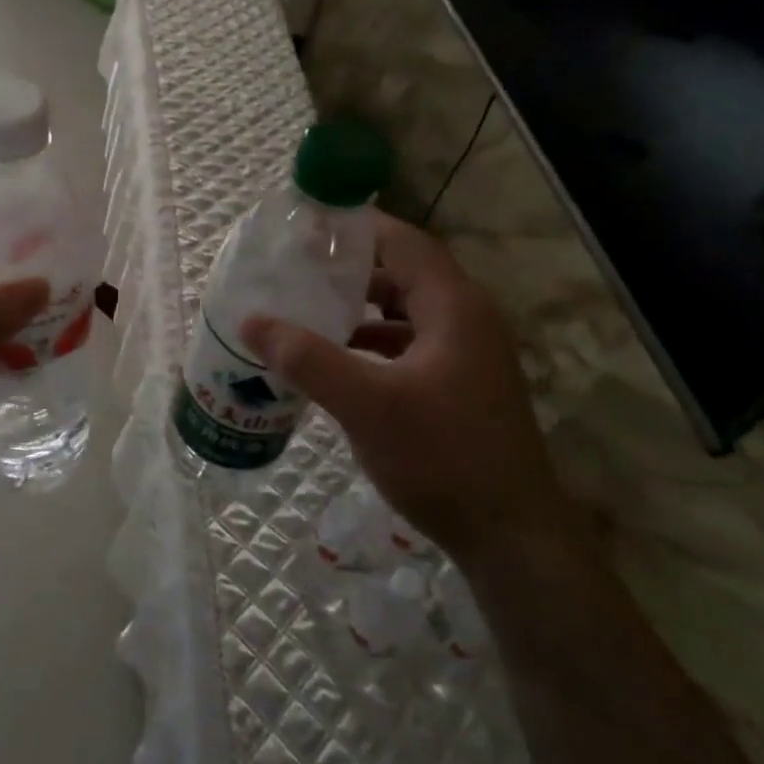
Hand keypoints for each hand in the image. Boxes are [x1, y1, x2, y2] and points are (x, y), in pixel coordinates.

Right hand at [241, 213, 577, 565]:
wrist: (511, 539)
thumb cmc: (443, 458)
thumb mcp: (366, 405)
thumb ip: (308, 359)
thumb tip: (252, 321)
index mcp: (453, 307)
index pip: (404, 242)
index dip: (358, 227)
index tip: (307, 225)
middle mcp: (466, 320)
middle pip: (404, 271)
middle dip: (351, 265)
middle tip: (297, 266)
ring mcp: (466, 354)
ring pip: (406, 309)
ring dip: (360, 304)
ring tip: (308, 305)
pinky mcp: (460, 384)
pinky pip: (409, 341)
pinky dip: (372, 338)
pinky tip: (337, 356)